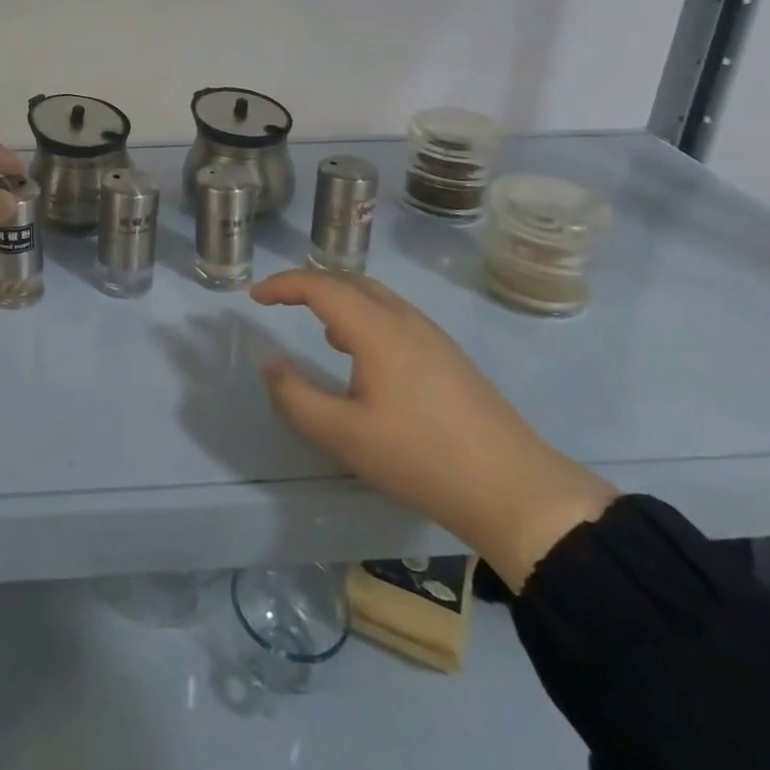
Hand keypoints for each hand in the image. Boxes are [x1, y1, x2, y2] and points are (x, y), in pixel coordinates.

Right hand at [254, 270, 614, 591]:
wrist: (514, 489)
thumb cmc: (421, 457)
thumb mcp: (345, 435)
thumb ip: (297, 397)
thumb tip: (269, 364)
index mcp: (377, 328)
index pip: (320, 286)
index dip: (283, 285)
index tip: (255, 296)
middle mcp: (404, 319)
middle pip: (349, 281)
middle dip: (309, 285)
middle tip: (279, 301)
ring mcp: (431, 335)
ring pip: (375, 297)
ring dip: (338, 299)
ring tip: (316, 325)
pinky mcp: (447, 355)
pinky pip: (393, 315)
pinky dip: (363, 316)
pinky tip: (361, 354)